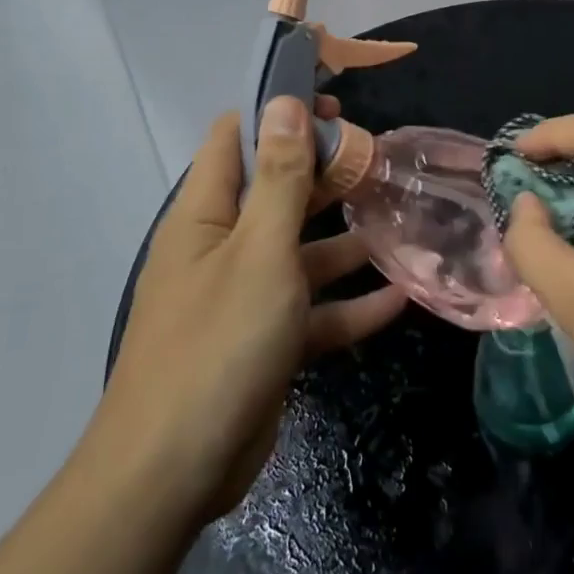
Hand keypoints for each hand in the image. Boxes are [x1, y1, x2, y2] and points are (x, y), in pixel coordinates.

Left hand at [92, 95, 407, 522]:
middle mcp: (222, 246)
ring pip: (301, 252)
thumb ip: (280, 177)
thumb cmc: (217, 342)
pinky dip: (350, 304)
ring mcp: (244, 296)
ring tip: (399, 220)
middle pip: (277, 192)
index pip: (238, 137)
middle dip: (325, 174)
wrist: (173, 473)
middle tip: (380, 160)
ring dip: (345, 240)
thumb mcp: (259, 250)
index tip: (333, 104)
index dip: (280, 112)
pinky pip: (312, 312)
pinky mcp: (265, 343)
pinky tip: (400, 298)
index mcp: (206, 213)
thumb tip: (283, 101)